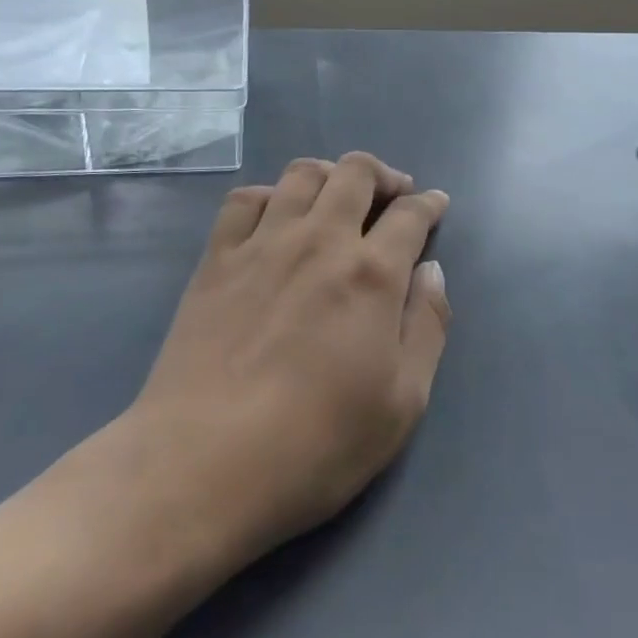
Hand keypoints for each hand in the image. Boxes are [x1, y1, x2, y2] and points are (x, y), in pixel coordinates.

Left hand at [109, 153, 451, 567]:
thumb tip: (432, 270)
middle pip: (356, 172)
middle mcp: (320, 240)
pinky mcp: (217, 259)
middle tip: (393, 194)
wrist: (201, 465)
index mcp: (372, 273)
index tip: (436, 204)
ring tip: (338, 195)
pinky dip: (270, 194)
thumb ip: (427, 326)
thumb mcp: (402, 402)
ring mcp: (263, 243)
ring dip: (331, 174)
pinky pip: (245, 199)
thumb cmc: (315, 443)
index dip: (429, 204)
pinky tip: (276, 215)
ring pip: (303, 174)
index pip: (410, 215)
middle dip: (383, 175)